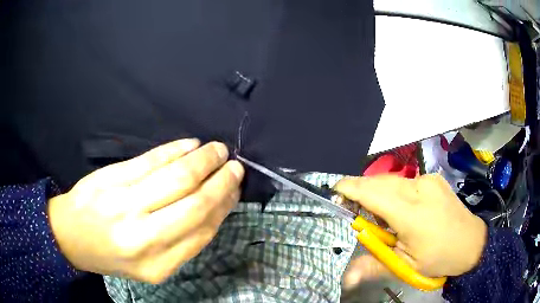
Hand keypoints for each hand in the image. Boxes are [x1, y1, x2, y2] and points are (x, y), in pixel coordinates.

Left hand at [48, 139, 243, 283]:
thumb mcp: (150, 264)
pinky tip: (190, 145)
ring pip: (176, 177)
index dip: (224, 206)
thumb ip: (183, 241)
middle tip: (234, 165)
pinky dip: (176, 149)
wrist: (70, 235)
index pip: (201, 231)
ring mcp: (124, 204)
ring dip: (203, 160)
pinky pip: (150, 160)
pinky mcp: (111, 178)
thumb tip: (216, 205)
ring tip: (217, 150)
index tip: (236, 189)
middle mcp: (142, 237)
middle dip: (220, 181)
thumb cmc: (112, 255)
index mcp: (157, 265)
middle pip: (194, 203)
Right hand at [334, 174, 486, 288]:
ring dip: (378, 193)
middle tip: (354, 210)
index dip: (350, 188)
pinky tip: (401, 208)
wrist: (471, 242)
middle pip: (379, 183)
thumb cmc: (438, 257)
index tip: (334, 191)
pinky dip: (394, 192)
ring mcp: (428, 180)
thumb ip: (373, 266)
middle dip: (361, 192)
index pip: (372, 193)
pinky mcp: (432, 178)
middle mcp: (419, 188)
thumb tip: (346, 278)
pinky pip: (404, 181)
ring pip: (391, 180)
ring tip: (381, 216)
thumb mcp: (406, 266)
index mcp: (411, 213)